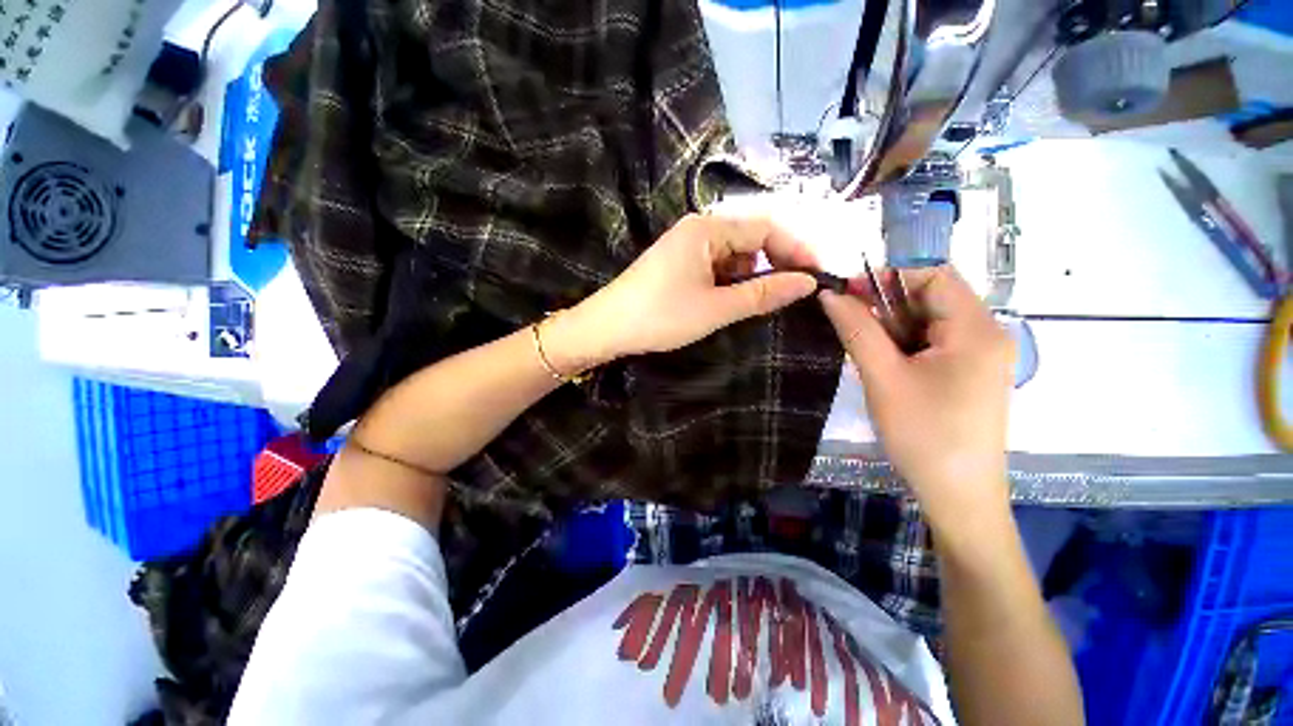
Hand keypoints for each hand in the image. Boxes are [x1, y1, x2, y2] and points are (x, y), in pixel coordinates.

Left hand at [555, 214, 819, 366]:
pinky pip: (716, 264)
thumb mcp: (716, 308)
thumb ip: (762, 294)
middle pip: (751, 237)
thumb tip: (807, 283)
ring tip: (769, 298)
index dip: (796, 249)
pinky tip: (737, 298)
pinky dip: (732, 280)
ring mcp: (687, 246)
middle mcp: (699, 229)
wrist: (608, 327)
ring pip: (734, 253)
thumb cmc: (662, 316)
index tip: (819, 274)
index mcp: (708, 229)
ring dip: (753, 273)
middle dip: (776, 261)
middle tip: (799, 289)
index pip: (766, 228)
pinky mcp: (679, 262)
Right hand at [819, 266, 1014, 534]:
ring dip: (894, 328)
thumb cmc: (923, 434)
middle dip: (889, 306)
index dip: (888, 278)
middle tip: (852, 328)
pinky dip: (906, 346)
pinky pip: (936, 343)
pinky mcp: (972, 375)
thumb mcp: (882, 377)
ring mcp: (983, 356)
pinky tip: (888, 368)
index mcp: (976, 328)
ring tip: (869, 355)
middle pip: (934, 298)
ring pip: (931, 321)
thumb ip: (856, 329)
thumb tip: (830, 294)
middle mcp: (988, 334)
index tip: (848, 296)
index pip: (934, 275)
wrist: (958, 496)